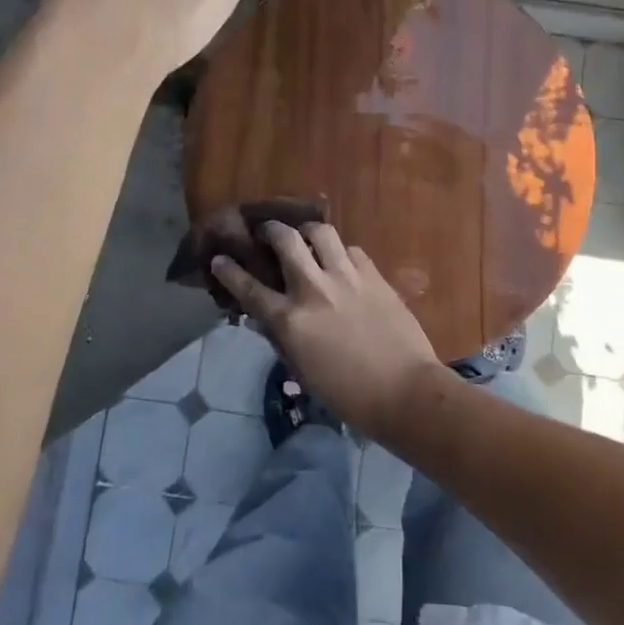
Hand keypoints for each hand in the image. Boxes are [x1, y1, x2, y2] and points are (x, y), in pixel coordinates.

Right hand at [211, 221, 450, 441]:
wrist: (404, 391)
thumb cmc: (347, 393)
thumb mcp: (302, 370)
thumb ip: (280, 338)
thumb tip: (261, 317)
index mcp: (291, 320)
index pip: (249, 287)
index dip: (229, 270)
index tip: (219, 258)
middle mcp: (314, 289)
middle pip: (285, 240)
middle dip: (270, 230)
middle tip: (266, 232)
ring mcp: (347, 277)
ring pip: (320, 232)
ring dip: (307, 233)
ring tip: (305, 239)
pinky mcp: (374, 275)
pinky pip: (351, 250)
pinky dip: (341, 253)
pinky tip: (341, 263)